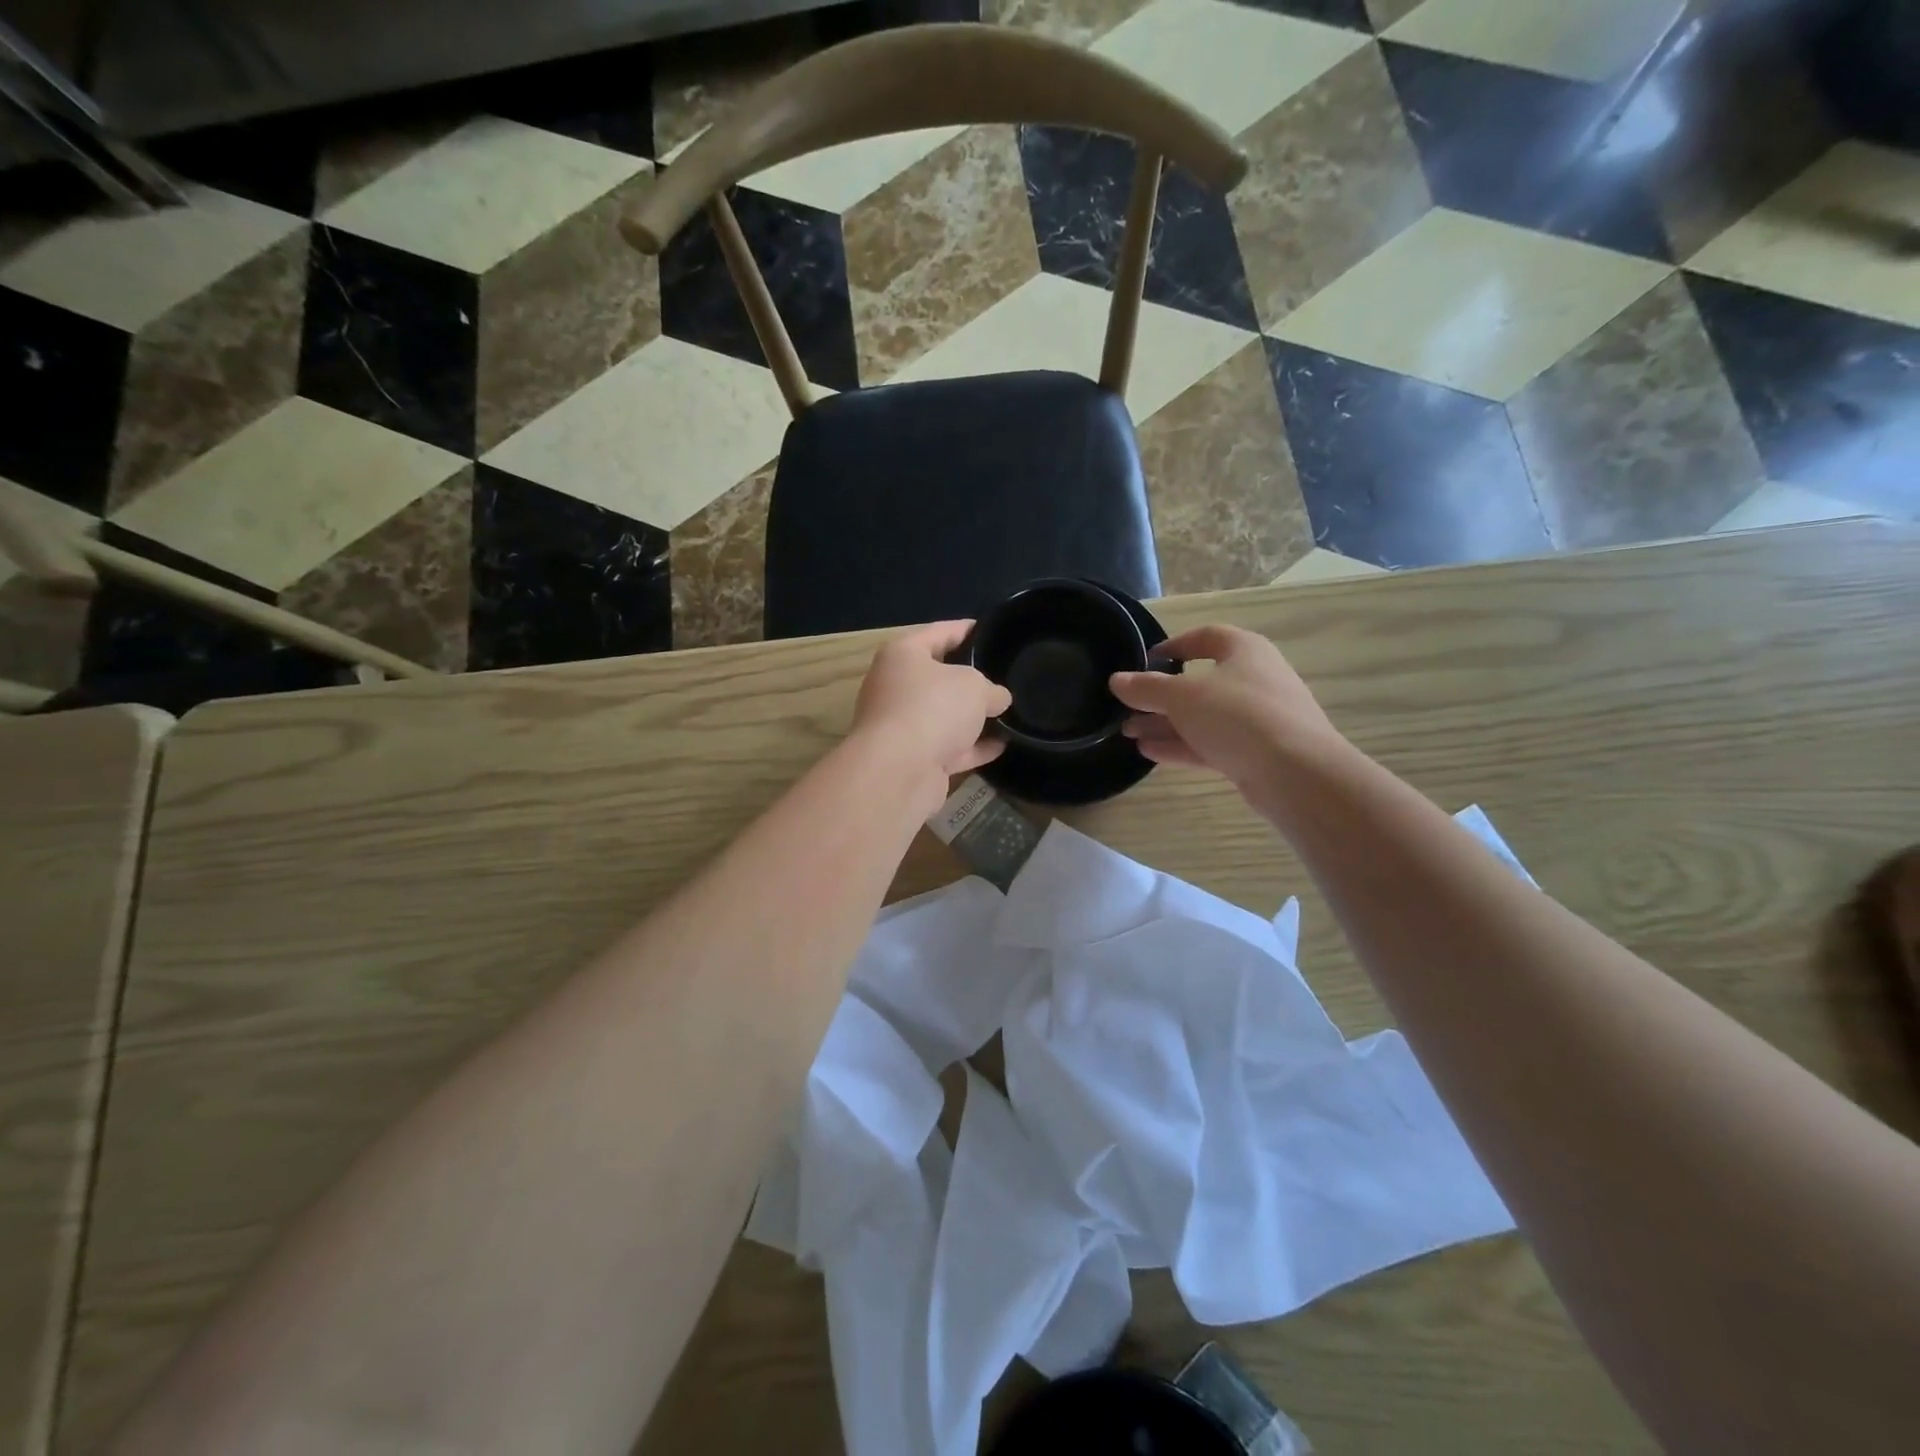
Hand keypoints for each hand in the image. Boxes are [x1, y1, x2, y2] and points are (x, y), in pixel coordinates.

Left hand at [851, 621, 1012, 795]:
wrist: (899, 771)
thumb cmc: (933, 708)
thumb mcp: (975, 686)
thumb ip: (991, 689)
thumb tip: (997, 699)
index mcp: (903, 655)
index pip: (939, 632)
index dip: (967, 630)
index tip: (991, 630)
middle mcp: (896, 687)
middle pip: (939, 677)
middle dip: (971, 679)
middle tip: (1004, 676)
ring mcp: (902, 726)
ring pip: (944, 716)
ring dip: (972, 717)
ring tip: (1008, 712)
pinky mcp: (912, 760)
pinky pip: (949, 747)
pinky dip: (973, 747)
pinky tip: (1002, 745)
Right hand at [1110, 625, 1342, 792]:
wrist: (1296, 773)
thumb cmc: (1238, 716)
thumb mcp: (1182, 696)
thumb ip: (1146, 688)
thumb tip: (1116, 680)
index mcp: (1244, 651)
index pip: (1205, 637)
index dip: (1173, 646)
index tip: (1145, 661)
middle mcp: (1254, 679)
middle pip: (1200, 682)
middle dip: (1160, 696)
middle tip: (1128, 708)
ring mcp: (1257, 718)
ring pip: (1203, 717)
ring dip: (1166, 724)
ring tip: (1129, 733)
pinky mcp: (1256, 752)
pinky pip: (1212, 743)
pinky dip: (1182, 745)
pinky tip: (1150, 753)